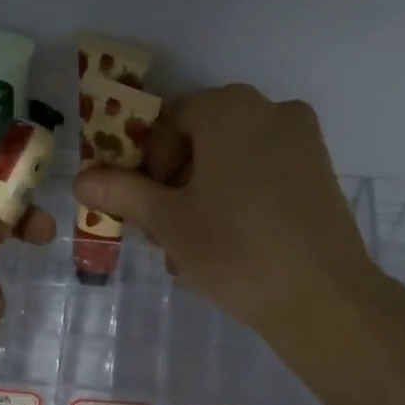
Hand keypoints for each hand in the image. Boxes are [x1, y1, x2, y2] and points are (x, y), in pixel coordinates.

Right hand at [72, 84, 376, 334]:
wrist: (323, 296)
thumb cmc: (234, 248)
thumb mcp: (167, 221)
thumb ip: (121, 192)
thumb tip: (81, 179)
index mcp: (229, 108)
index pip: (169, 122)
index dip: (147, 164)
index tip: (145, 208)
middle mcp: (271, 110)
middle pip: (203, 140)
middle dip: (176, 184)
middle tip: (166, 232)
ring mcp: (304, 141)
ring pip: (234, 161)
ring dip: (205, 197)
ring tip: (196, 249)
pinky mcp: (322, 173)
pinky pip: (266, 175)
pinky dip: (241, 200)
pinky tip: (234, 246)